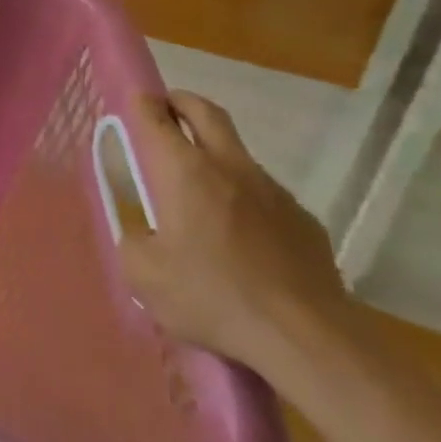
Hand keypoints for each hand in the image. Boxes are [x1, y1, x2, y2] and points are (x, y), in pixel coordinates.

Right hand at [117, 91, 356, 371]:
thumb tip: (143, 235)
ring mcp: (273, 192)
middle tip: (166, 109)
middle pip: (206, 113)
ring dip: (215, 156)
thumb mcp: (144, 276)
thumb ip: (133, 242)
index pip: (157, 117)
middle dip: (182, 102)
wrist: (307, 339)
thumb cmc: (214, 297)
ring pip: (238, 155)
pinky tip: (242, 239)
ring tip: (200, 193)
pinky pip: (266, 197)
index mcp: (184, 171)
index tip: (135, 102)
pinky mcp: (305, 221)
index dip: (142, 104)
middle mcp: (229, 167)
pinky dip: (246, 201)